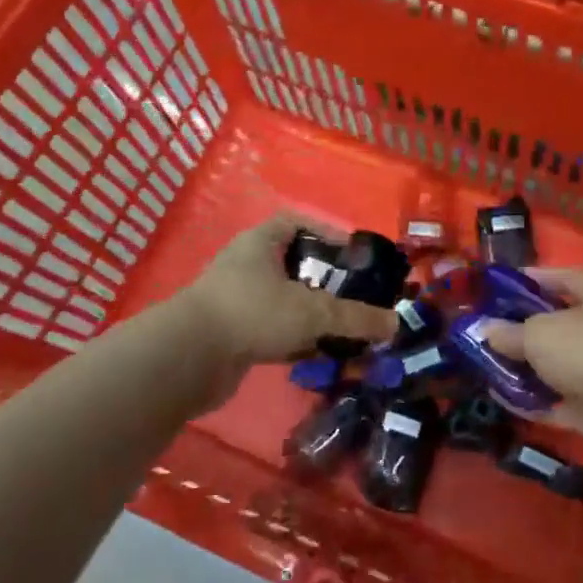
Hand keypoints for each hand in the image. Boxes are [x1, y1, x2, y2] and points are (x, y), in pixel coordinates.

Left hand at [177, 216, 397, 391]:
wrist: (187, 359)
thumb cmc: (252, 313)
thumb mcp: (312, 311)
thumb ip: (355, 318)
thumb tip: (395, 324)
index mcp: (261, 243)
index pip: (295, 223)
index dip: (325, 232)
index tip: (352, 254)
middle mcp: (247, 267)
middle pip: (294, 266)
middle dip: (326, 281)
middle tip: (356, 296)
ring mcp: (238, 302)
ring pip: (286, 302)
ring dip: (313, 315)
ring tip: (345, 328)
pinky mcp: (234, 336)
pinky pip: (274, 331)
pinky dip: (297, 340)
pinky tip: (319, 354)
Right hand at [481, 268, 582, 461]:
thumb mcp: (539, 332)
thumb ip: (510, 332)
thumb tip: (487, 330)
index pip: (563, 278)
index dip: (532, 280)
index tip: (500, 286)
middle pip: (559, 325)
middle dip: (523, 329)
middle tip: (487, 331)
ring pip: (558, 366)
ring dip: (526, 368)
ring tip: (486, 366)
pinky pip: (558, 401)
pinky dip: (533, 401)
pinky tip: (501, 398)